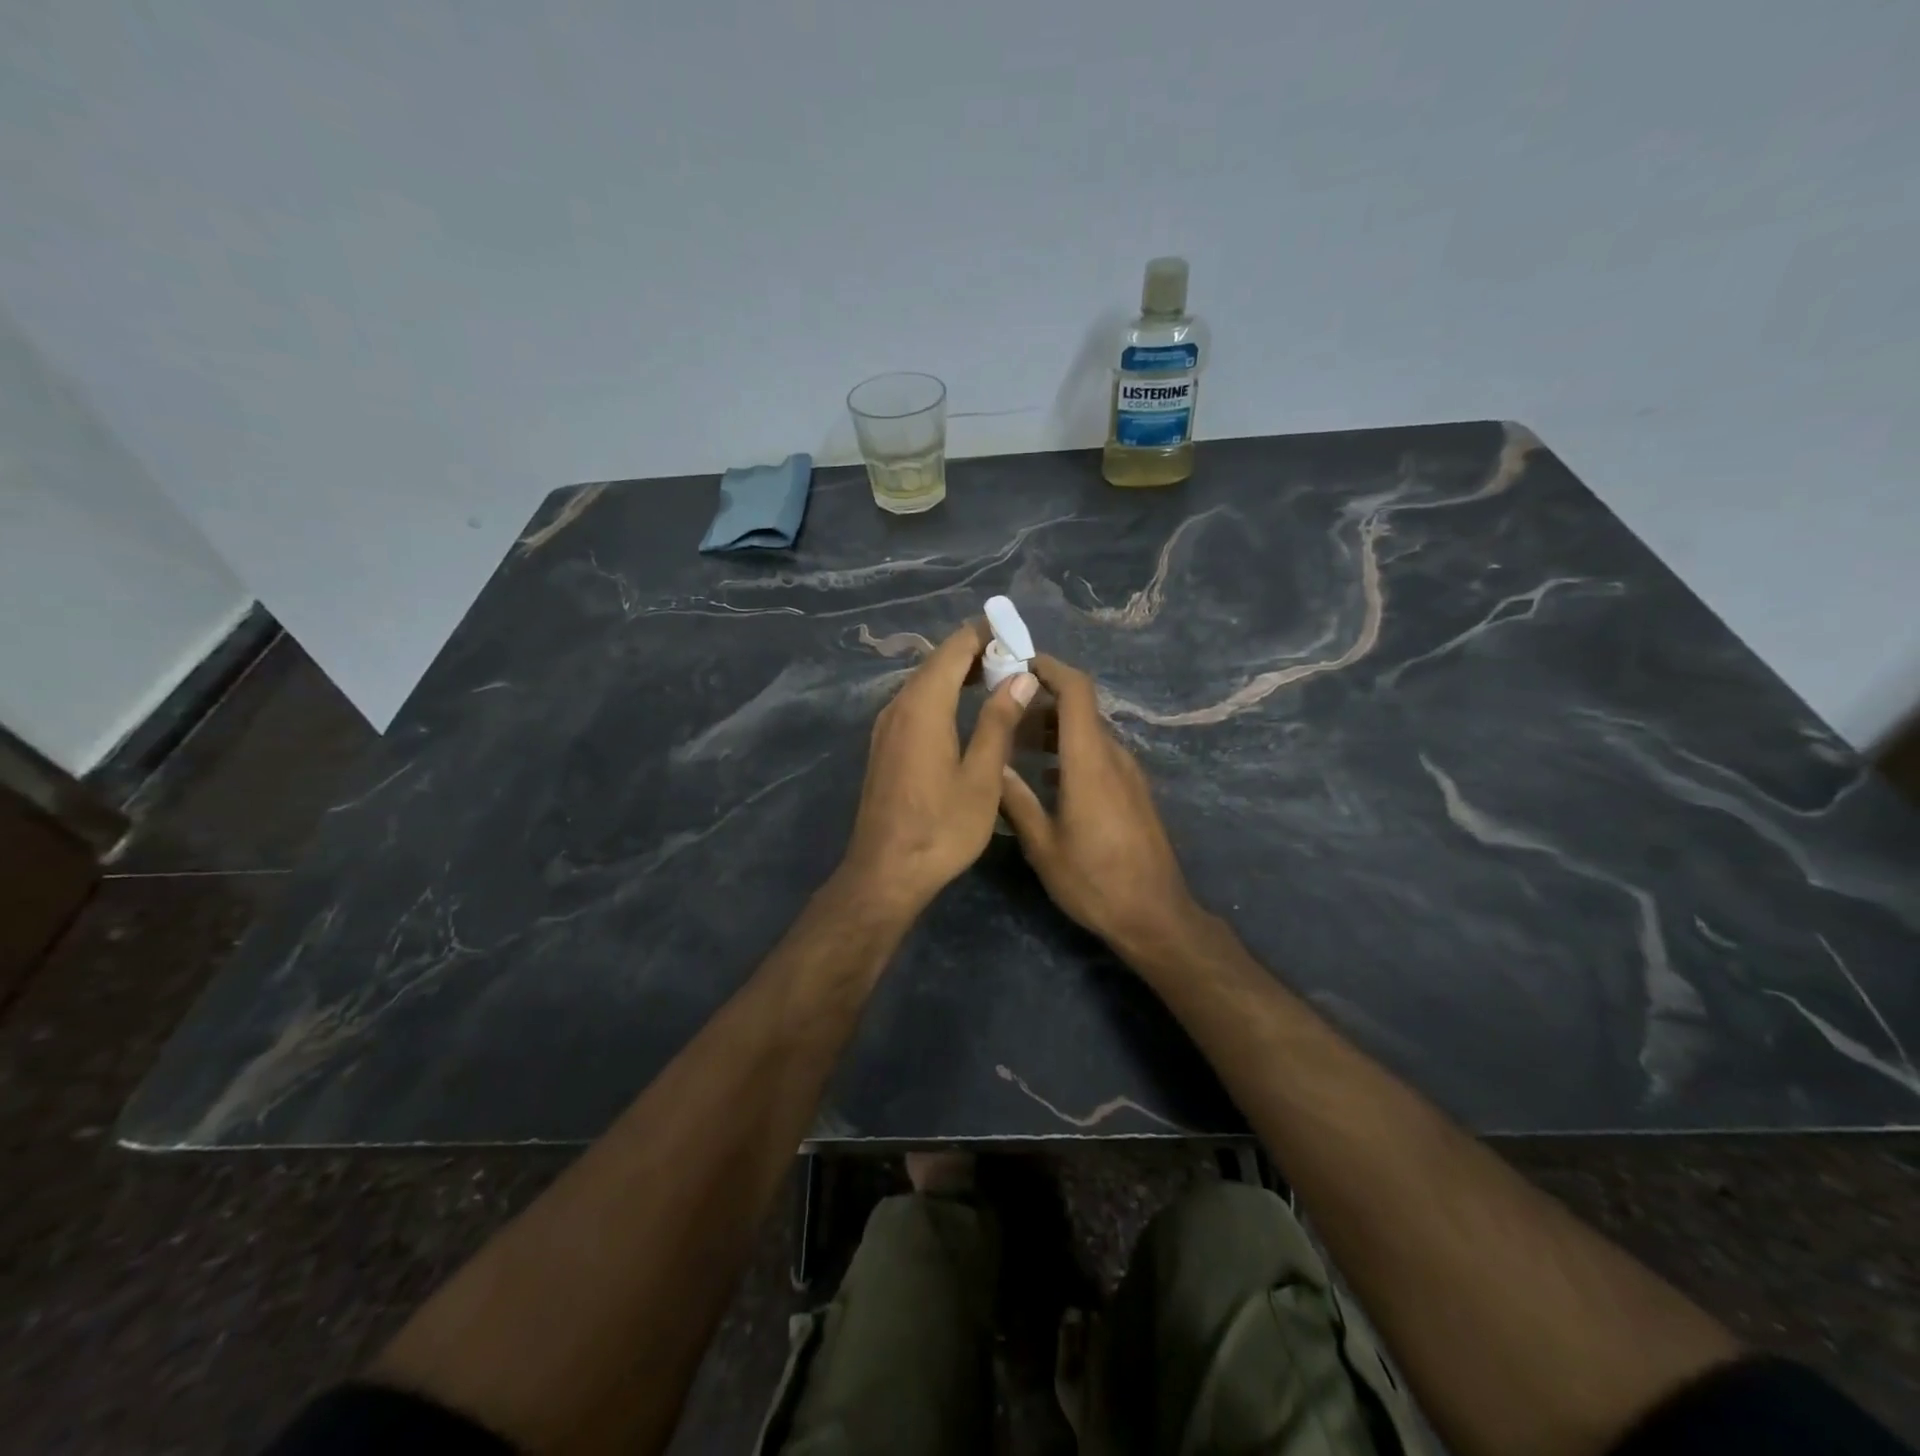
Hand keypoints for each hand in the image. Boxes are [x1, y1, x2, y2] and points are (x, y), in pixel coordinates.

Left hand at [838, 621, 1038, 918]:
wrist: (886, 872)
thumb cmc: (941, 828)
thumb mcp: (982, 776)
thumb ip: (998, 721)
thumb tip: (1020, 677)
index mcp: (923, 706)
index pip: (954, 648)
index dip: (985, 634)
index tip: (1017, 633)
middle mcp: (898, 706)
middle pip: (937, 661)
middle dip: (975, 651)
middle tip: (1016, 657)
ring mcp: (886, 726)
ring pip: (924, 682)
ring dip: (958, 673)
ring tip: (999, 678)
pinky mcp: (885, 745)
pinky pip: (915, 703)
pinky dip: (942, 694)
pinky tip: (965, 710)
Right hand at [998, 655, 1199, 954]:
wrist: (1155, 915)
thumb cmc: (1094, 881)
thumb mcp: (1043, 846)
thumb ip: (1016, 800)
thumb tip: (993, 764)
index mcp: (1090, 761)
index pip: (1076, 691)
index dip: (1050, 668)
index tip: (1017, 663)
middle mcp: (1113, 757)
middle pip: (1080, 709)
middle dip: (1041, 700)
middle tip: (1002, 708)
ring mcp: (1128, 774)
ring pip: (1088, 732)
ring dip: (1054, 728)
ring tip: (1015, 742)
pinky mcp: (1133, 791)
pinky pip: (1099, 754)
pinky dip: (1070, 750)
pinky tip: (1045, 775)